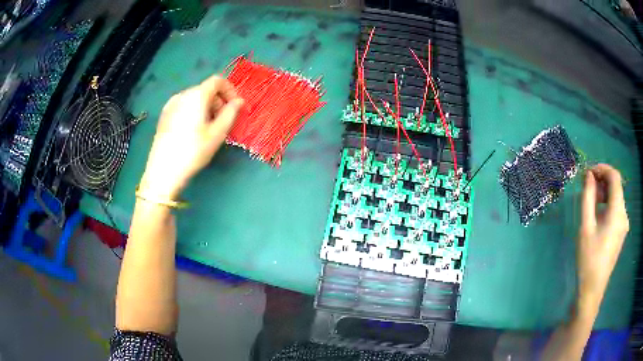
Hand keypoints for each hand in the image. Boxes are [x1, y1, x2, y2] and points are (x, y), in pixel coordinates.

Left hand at [140, 75, 243, 198]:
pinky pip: (184, 106)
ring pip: (194, 98)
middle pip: (205, 89)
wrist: (163, 171)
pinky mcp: (164, 115)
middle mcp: (182, 94)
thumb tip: (239, 101)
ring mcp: (171, 104)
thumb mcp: (217, 133)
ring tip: (208, 129)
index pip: (217, 81)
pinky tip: (192, 131)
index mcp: (197, 95)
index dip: (230, 90)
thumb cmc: (193, 151)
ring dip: (206, 107)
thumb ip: (231, 113)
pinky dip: (193, 112)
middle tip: (223, 122)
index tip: (235, 107)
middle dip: (218, 101)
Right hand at [577, 164, 628, 309]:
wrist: (592, 289)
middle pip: (616, 187)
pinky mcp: (621, 232)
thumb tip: (588, 175)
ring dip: (604, 193)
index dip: (602, 168)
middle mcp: (624, 214)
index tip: (588, 172)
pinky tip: (597, 214)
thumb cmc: (588, 259)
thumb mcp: (586, 227)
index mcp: (618, 211)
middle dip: (602, 181)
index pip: (615, 177)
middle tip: (586, 185)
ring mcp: (624, 224)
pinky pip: (616, 210)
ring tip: (590, 200)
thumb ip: (588, 198)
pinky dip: (607, 204)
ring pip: (616, 198)